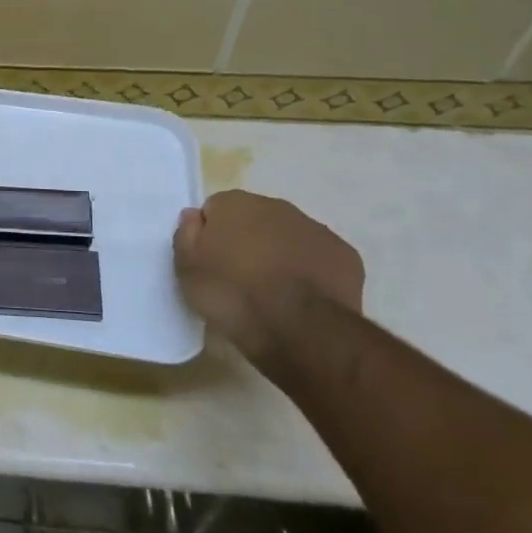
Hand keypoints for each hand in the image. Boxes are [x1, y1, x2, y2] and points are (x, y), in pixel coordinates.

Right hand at [173, 191, 364, 363]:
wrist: (297, 329)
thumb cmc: (231, 294)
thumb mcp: (186, 268)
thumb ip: (186, 234)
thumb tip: (194, 216)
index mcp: (234, 204)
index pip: (215, 209)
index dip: (211, 235)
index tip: (210, 261)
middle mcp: (276, 206)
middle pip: (255, 219)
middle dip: (248, 241)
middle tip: (239, 278)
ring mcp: (315, 229)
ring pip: (289, 236)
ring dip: (280, 255)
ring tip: (272, 292)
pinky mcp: (345, 255)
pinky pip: (319, 257)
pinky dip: (311, 271)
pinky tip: (303, 298)